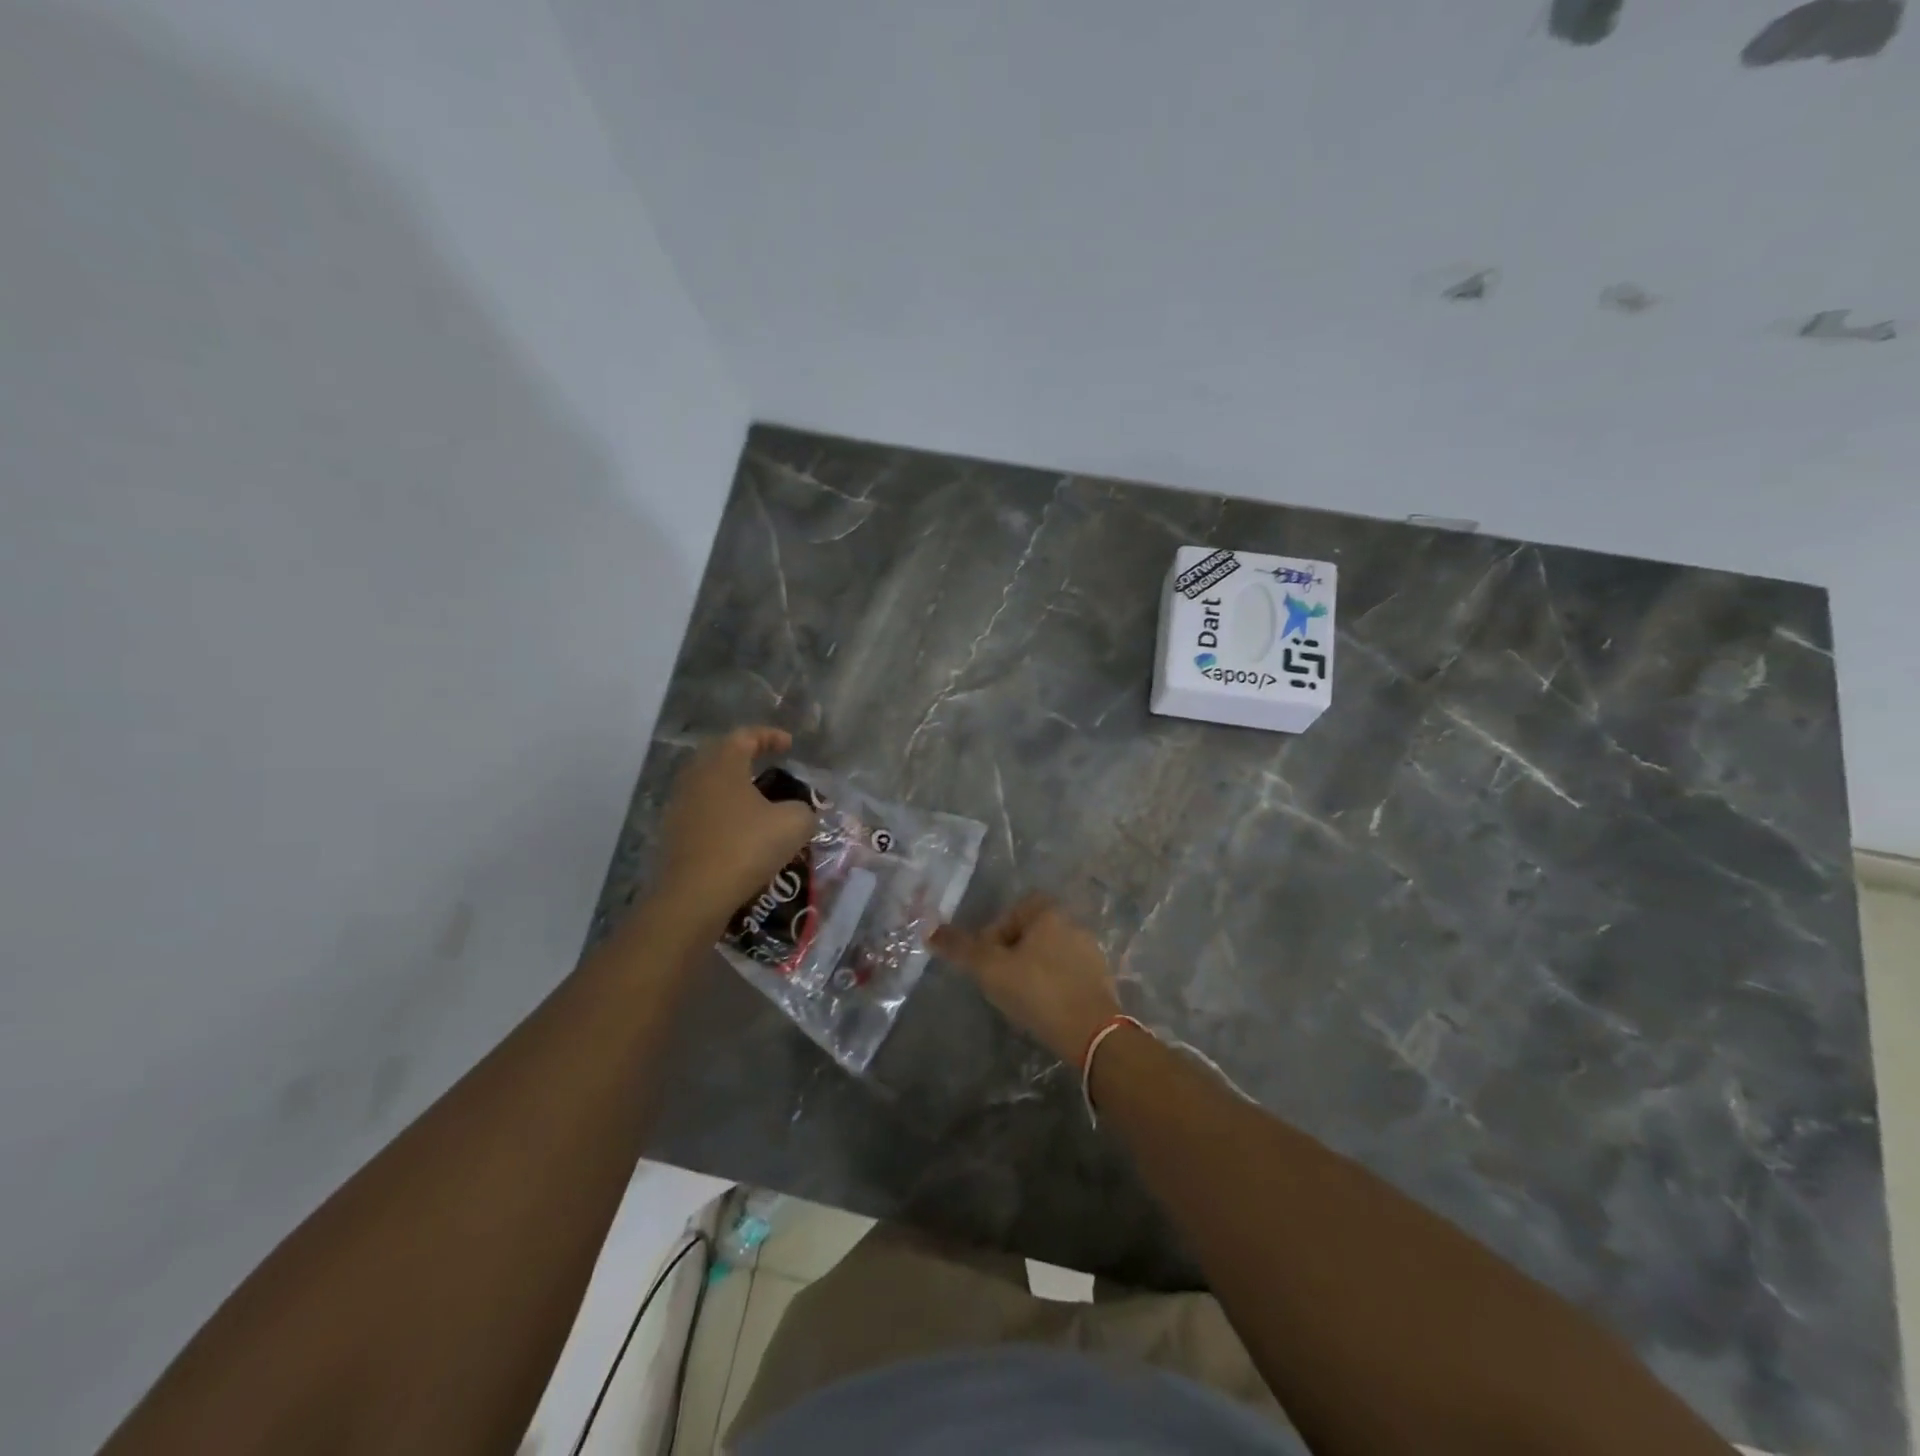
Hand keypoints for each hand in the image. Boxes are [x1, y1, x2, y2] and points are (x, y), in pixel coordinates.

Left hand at [654, 727, 816, 935]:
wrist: (694, 896)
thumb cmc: (746, 848)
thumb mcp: (793, 824)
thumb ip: (803, 809)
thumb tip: (797, 811)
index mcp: (723, 765)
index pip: (745, 736)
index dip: (770, 736)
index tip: (789, 745)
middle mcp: (696, 778)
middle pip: (720, 755)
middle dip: (746, 757)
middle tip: (768, 764)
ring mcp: (680, 806)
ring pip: (709, 784)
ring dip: (732, 786)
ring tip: (757, 800)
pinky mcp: (673, 834)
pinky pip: (702, 811)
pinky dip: (722, 812)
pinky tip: (740, 830)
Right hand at [931, 895, 1122, 1064]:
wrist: (1092, 1032)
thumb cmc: (1037, 991)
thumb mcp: (990, 969)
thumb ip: (961, 949)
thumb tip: (930, 931)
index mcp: (1050, 914)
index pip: (1015, 909)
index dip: (995, 931)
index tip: (985, 959)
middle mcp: (1074, 925)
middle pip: (1032, 933)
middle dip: (1011, 953)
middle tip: (997, 980)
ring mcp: (1091, 954)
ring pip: (1050, 955)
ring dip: (1032, 971)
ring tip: (1018, 998)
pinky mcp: (1101, 982)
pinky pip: (1067, 976)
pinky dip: (1052, 987)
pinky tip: (1043, 1009)